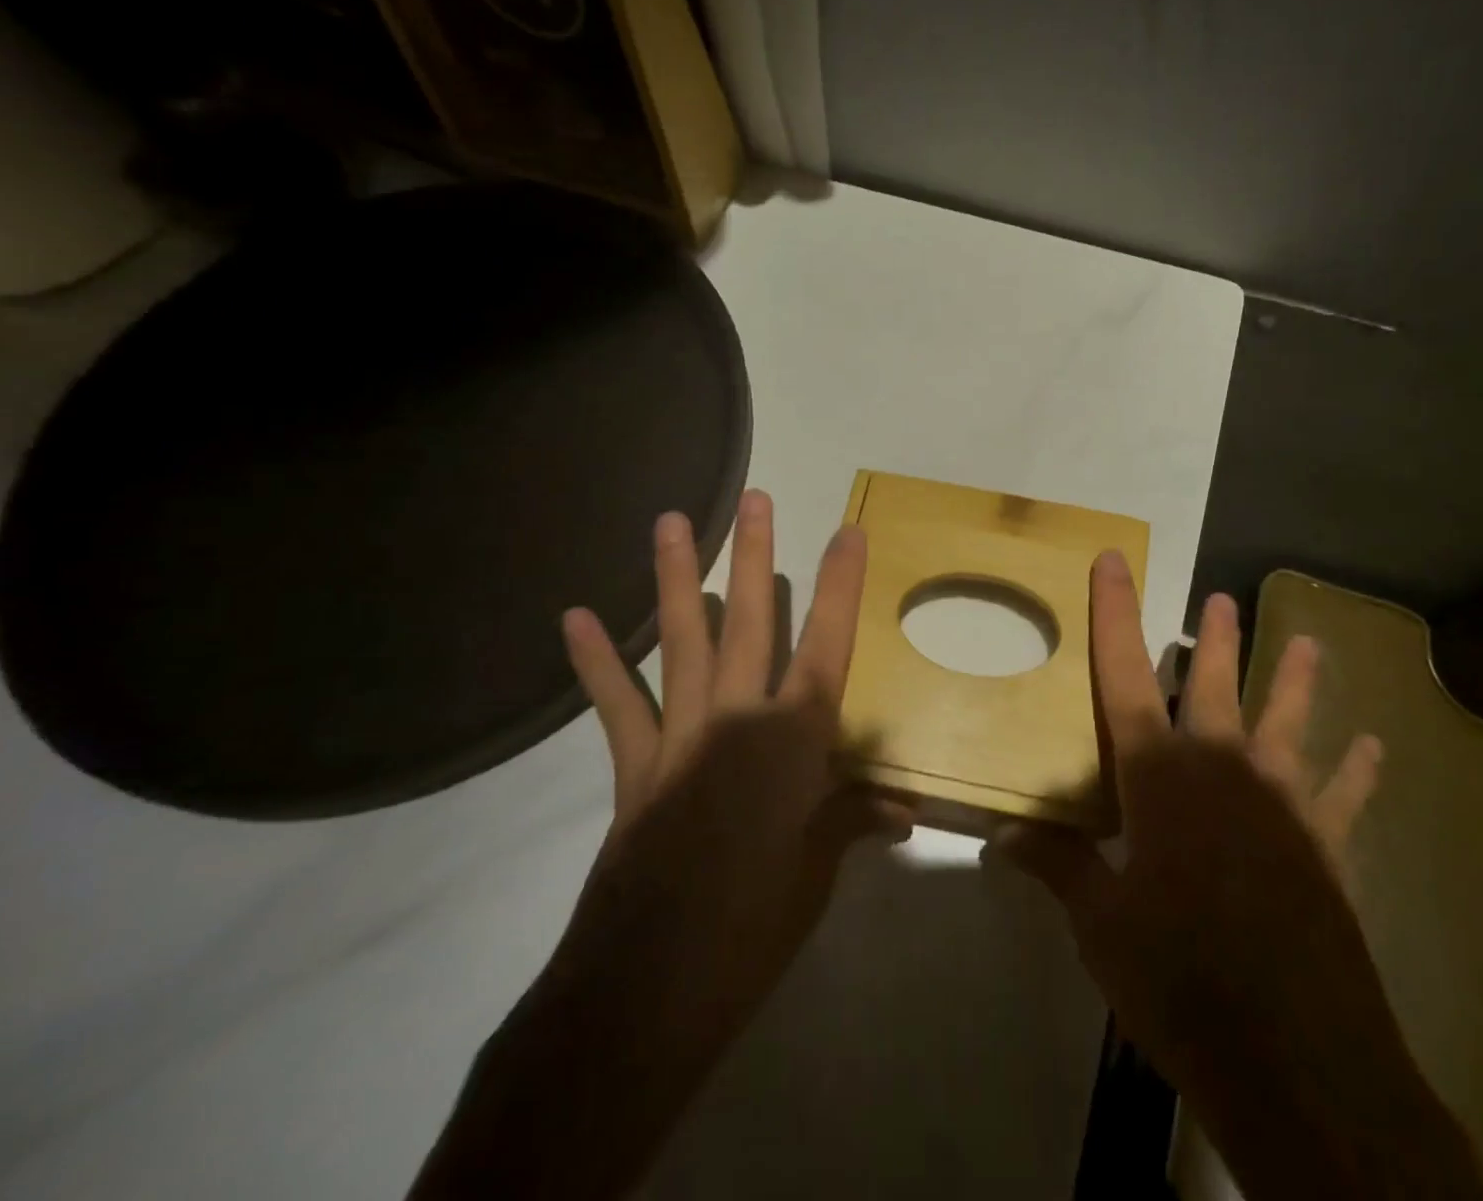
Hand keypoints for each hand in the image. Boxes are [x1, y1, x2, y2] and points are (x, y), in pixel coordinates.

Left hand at [411, 491, 909, 1200]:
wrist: (652, 982)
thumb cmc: (758, 917)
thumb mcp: (820, 867)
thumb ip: (855, 819)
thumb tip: (906, 809)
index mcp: (795, 737)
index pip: (829, 643)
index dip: (841, 585)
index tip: (848, 531)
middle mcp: (740, 717)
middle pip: (753, 622)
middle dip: (756, 557)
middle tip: (754, 499)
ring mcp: (682, 735)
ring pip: (684, 643)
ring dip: (677, 581)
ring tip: (670, 523)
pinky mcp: (636, 766)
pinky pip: (619, 706)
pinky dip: (598, 662)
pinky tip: (575, 617)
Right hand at [991, 553, 1481, 1200]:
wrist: (1296, 1064)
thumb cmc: (1179, 980)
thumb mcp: (1102, 925)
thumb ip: (1059, 865)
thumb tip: (1001, 835)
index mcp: (1160, 776)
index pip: (1124, 674)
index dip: (1114, 613)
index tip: (1113, 560)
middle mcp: (1223, 769)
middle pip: (1213, 685)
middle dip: (1214, 640)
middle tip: (1220, 599)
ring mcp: (1284, 804)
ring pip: (1287, 722)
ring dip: (1294, 681)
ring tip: (1310, 643)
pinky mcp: (1328, 847)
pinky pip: (1344, 796)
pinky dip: (1357, 771)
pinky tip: (1373, 746)